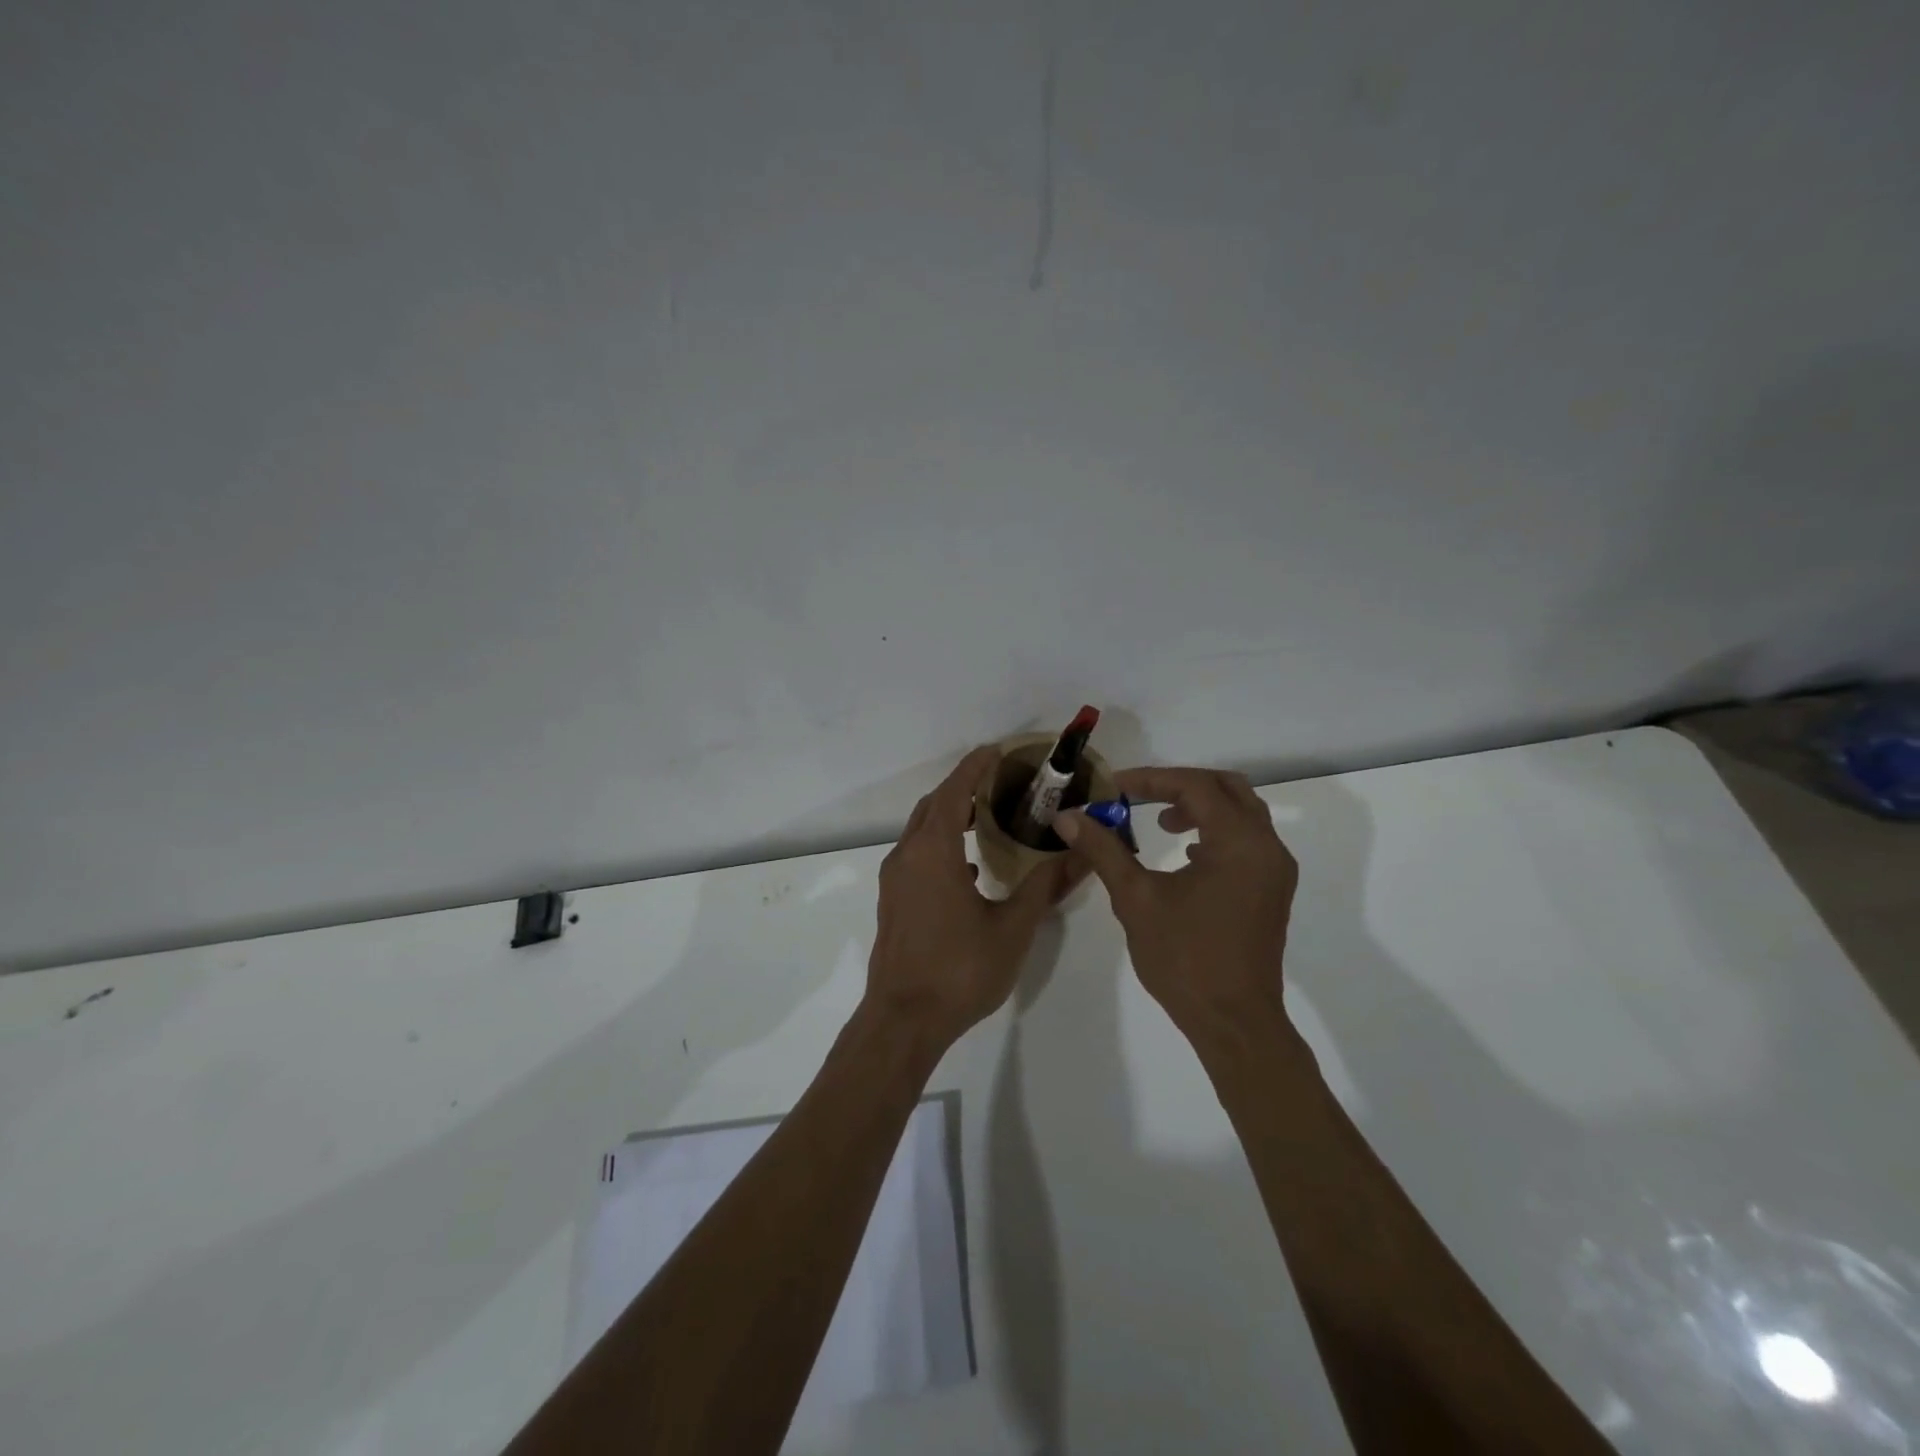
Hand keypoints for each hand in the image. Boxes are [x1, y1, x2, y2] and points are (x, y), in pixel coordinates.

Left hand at [866, 746, 1083, 1051]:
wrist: (903, 1019)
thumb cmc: (960, 969)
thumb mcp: (1012, 927)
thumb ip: (1045, 887)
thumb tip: (1081, 856)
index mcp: (933, 851)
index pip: (954, 792)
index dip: (974, 767)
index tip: (997, 750)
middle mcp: (907, 856)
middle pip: (933, 806)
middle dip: (962, 787)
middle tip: (999, 782)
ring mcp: (894, 879)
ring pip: (921, 831)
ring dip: (950, 816)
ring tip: (988, 818)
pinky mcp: (893, 901)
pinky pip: (916, 854)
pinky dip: (941, 844)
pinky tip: (969, 866)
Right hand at [1056, 767, 1297, 1047]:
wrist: (1234, 1022)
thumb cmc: (1184, 958)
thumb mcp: (1136, 898)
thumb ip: (1104, 850)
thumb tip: (1067, 817)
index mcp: (1239, 842)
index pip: (1195, 786)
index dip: (1151, 779)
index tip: (1114, 786)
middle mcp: (1267, 847)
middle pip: (1227, 788)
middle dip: (1180, 785)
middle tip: (1140, 796)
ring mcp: (1275, 870)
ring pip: (1241, 813)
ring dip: (1200, 808)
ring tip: (1160, 823)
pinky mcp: (1273, 891)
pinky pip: (1247, 840)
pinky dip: (1216, 832)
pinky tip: (1186, 856)